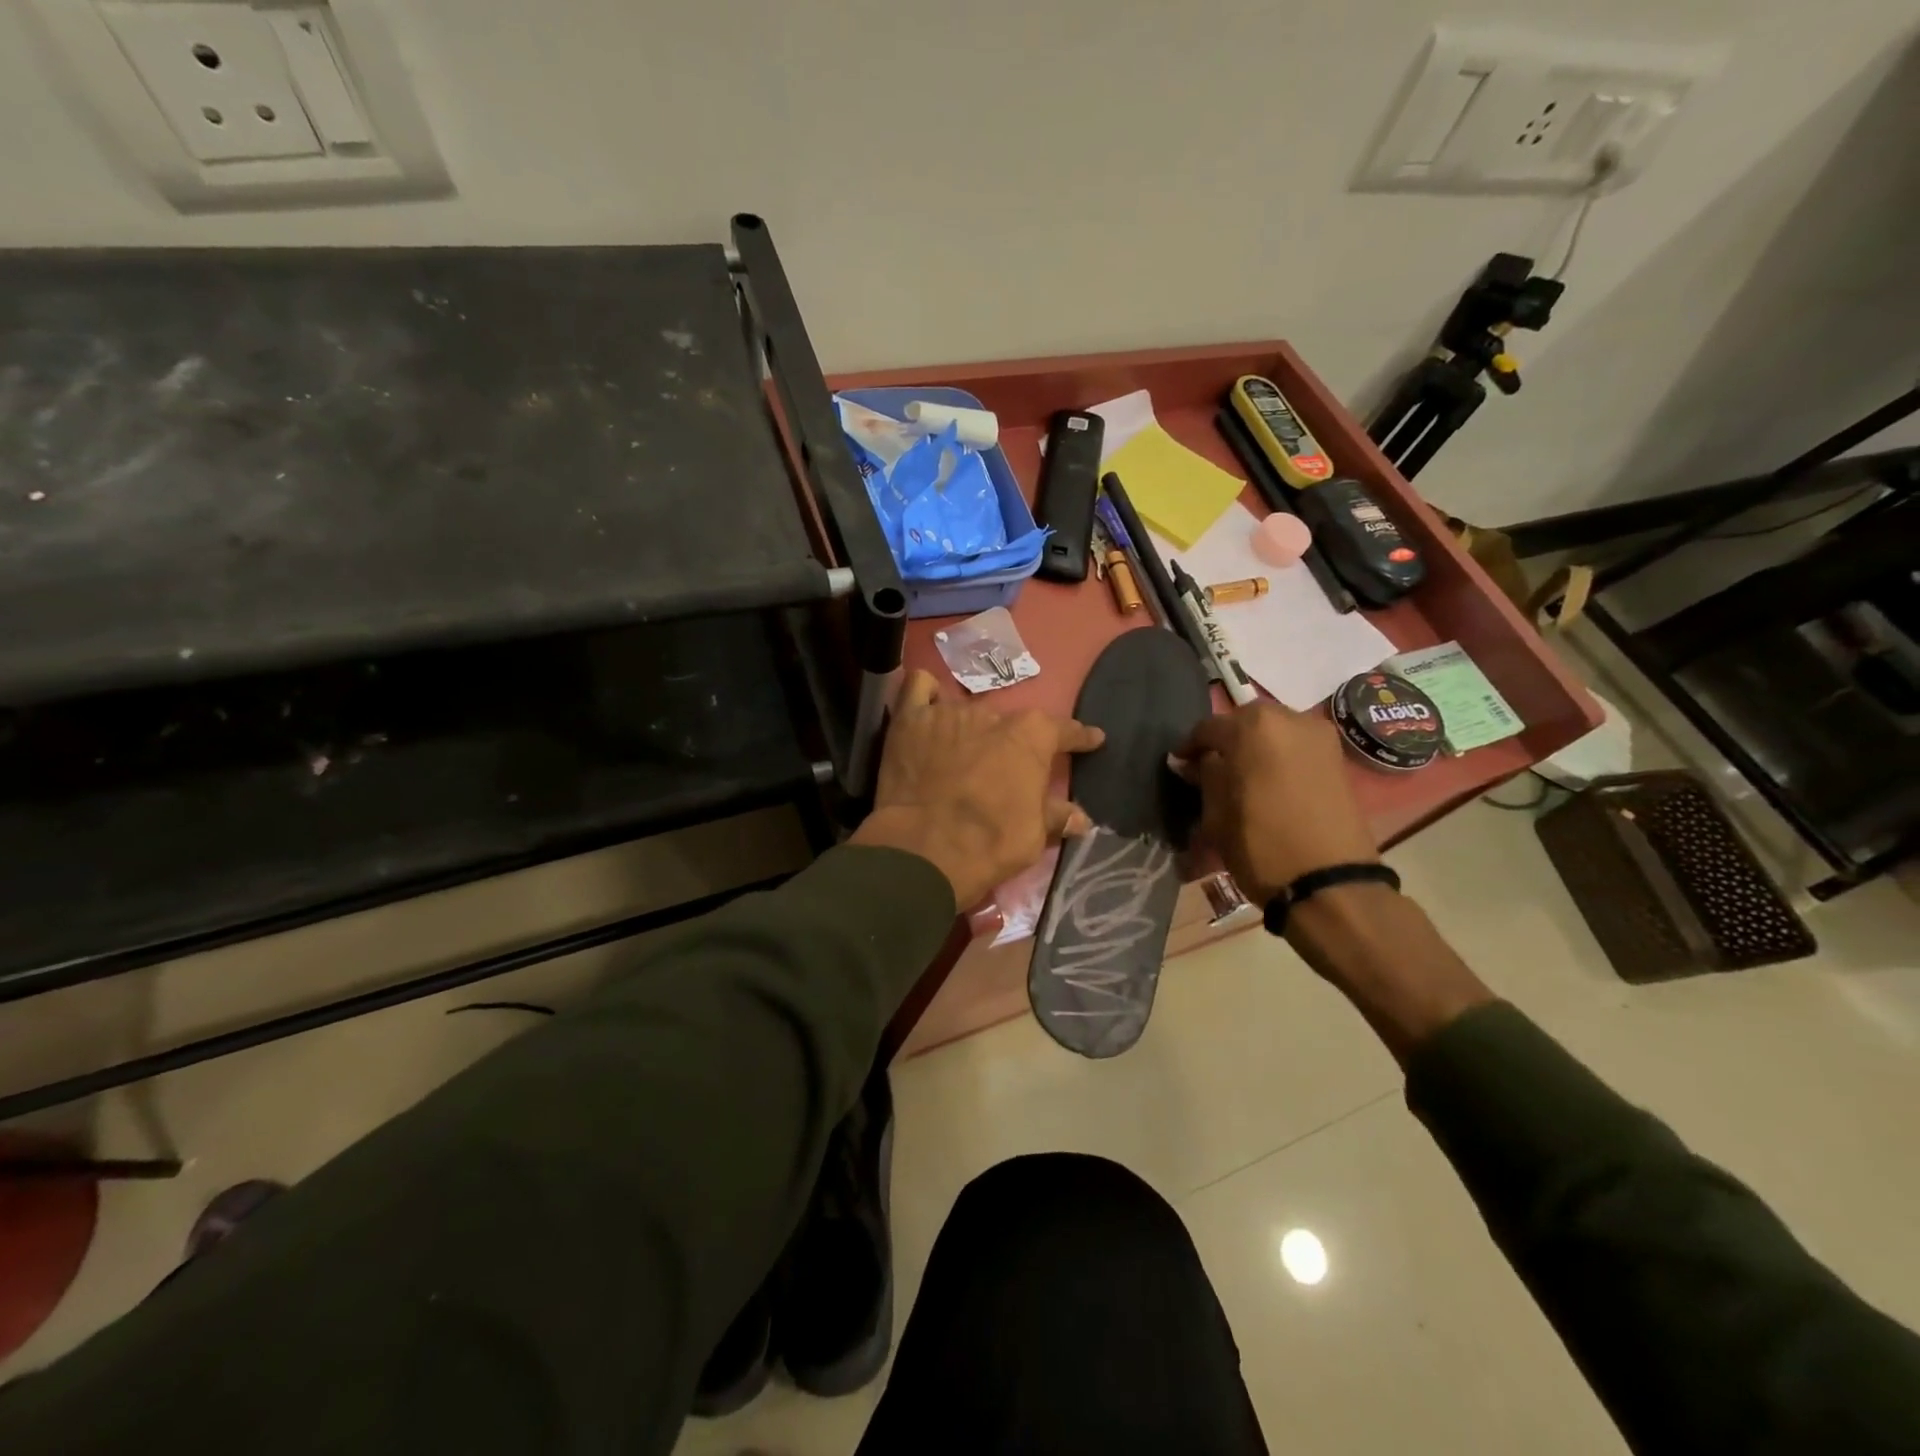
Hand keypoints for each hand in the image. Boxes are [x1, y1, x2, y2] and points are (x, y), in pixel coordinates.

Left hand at [851, 670, 1104, 909]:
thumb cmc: (990, 842)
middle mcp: (993, 714)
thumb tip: (1082, 818)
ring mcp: (949, 712)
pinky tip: (927, 712)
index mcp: (1031, 736)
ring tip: (959, 755)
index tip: (1092, 739)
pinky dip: (926, 697)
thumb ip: (1056, 816)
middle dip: (1009, 745)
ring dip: (968, 732)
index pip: (1064, 731)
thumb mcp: (1033, 835)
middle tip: (1001, 772)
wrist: (924, 849)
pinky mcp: (910, 719)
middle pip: (1008, 724)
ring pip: (966, 712)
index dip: (1080, 737)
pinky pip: (919, 688)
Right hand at [1174, 702, 1378, 903]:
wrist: (1330, 883)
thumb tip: (1191, 762)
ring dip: (1254, 746)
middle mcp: (1290, 719)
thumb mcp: (1216, 814)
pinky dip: (1278, 755)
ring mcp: (1319, 736)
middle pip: (1245, 721)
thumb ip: (1204, 777)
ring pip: (1273, 730)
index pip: (1209, 728)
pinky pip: (1296, 745)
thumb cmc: (1261, 845)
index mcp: (1253, 727)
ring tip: (1239, 774)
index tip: (1179, 765)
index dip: (1190, 747)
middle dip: (1225, 740)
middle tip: (1208, 766)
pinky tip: (1267, 780)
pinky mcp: (1337, 757)